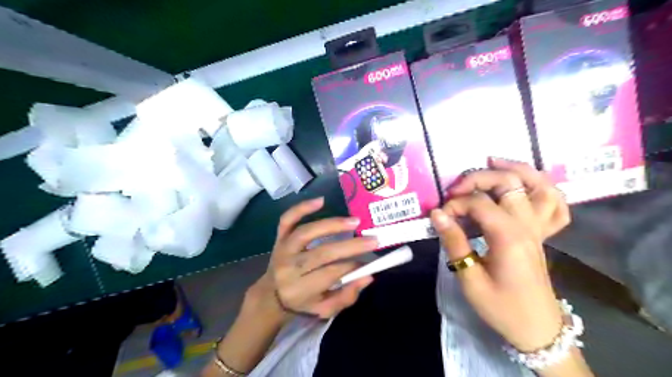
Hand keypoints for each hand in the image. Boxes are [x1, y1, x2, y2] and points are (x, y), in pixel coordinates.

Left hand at [258, 199, 375, 318]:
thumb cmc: (303, 303)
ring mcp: (283, 249)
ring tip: (354, 221)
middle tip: (373, 240)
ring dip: (332, 225)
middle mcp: (289, 267)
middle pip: (322, 252)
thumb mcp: (325, 310)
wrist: (271, 295)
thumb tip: (368, 276)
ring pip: (306, 232)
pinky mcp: (279, 237)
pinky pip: (287, 220)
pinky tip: (321, 201)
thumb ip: (346, 296)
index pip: (330, 274)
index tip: (369, 261)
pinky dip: (302, 208)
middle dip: (351, 246)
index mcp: (300, 289)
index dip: (352, 266)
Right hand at [433, 161, 567, 351]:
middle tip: (455, 188)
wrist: (536, 327)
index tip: (439, 217)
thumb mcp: (470, 279)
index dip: (454, 204)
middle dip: (478, 178)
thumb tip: (436, 214)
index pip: (479, 203)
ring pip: (538, 185)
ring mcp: (539, 228)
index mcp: (509, 237)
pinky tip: (525, 183)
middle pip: (508, 183)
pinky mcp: (542, 233)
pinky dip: (543, 187)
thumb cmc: (501, 307)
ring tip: (492, 161)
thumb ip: (454, 242)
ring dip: (516, 169)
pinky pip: (555, 204)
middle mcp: (528, 225)